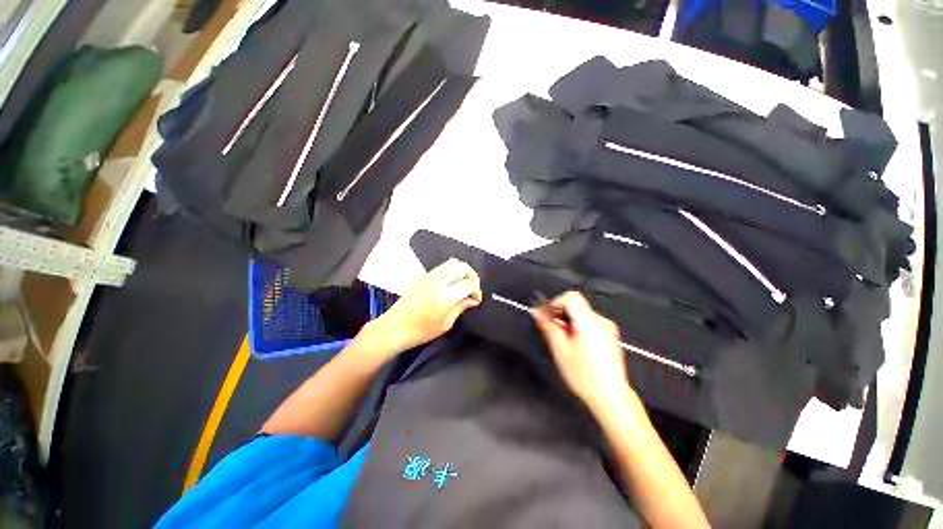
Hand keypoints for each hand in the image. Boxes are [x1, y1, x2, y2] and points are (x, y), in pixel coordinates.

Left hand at [363, 258, 481, 359]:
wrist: (393, 327)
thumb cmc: (420, 331)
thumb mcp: (445, 324)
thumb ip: (460, 308)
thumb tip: (471, 300)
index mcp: (445, 296)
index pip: (469, 283)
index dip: (477, 291)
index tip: (476, 300)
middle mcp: (438, 281)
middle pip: (462, 266)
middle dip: (472, 275)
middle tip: (472, 288)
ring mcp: (429, 276)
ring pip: (452, 262)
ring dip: (461, 271)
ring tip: (462, 285)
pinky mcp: (423, 276)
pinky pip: (442, 267)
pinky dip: (451, 271)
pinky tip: (450, 284)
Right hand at [533, 291, 632, 412]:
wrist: (611, 396)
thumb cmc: (583, 375)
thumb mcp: (560, 351)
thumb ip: (549, 327)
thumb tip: (537, 311)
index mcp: (588, 322)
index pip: (571, 297)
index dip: (556, 303)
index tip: (549, 318)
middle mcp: (601, 320)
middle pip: (576, 304)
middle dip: (561, 314)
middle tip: (554, 332)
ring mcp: (608, 327)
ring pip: (582, 313)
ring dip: (569, 321)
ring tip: (565, 342)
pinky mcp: (610, 335)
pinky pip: (589, 321)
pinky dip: (579, 327)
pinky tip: (577, 346)